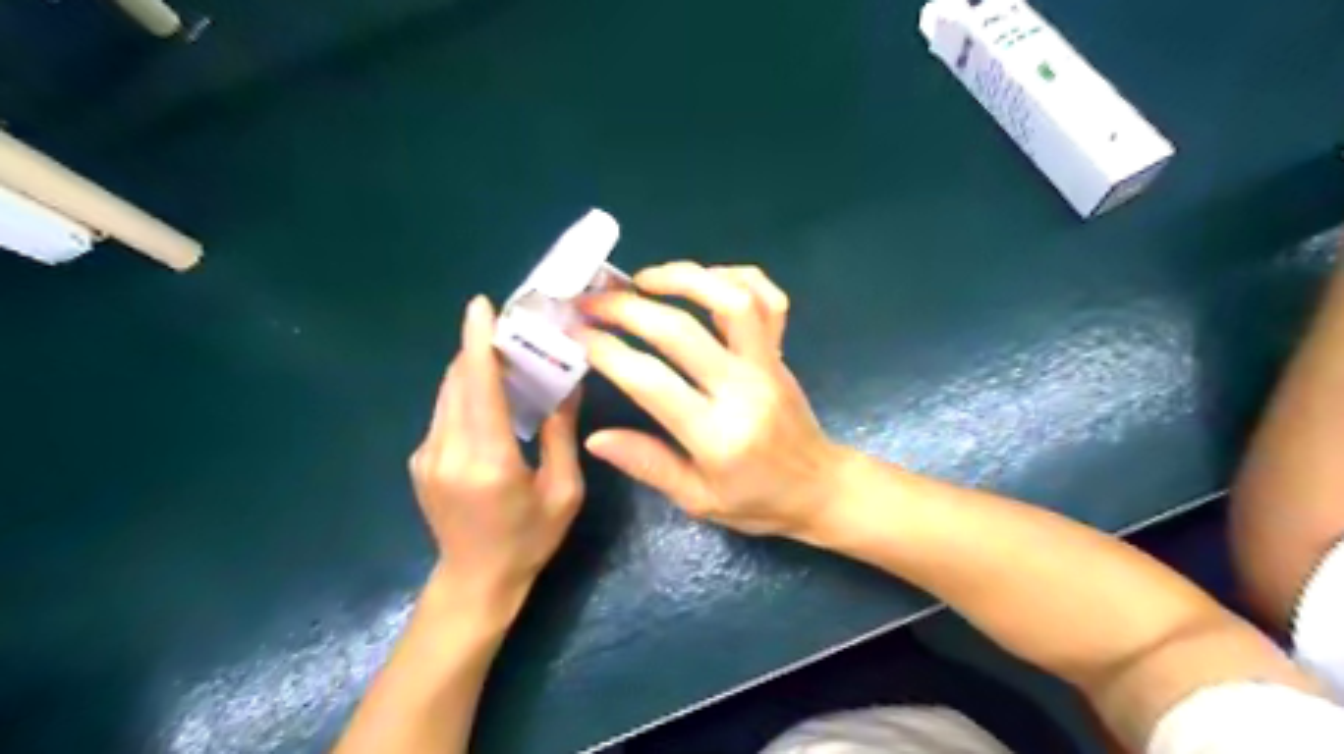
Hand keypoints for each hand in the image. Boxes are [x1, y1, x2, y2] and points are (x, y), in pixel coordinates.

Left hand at [406, 296, 578, 608]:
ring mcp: (427, 456)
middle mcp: (448, 451)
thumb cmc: (529, 539)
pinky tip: (490, 395)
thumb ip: (561, 434)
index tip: (481, 305)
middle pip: (458, 380)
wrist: (476, 581)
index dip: (477, 341)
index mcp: (487, 460)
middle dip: (480, 347)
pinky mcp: (420, 460)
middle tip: (512, 328)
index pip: (478, 386)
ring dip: (472, 367)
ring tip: (505, 355)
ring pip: (447, 393)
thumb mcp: (563, 491)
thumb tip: (566, 385)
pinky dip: (466, 391)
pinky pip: (443, 412)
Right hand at [577, 263, 848, 539]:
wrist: (821, 489)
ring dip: (683, 277)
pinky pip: (769, 298)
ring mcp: (767, 364)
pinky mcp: (782, 352)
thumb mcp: (698, 501)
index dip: (607, 351)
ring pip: (732, 298)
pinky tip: (703, 280)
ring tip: (644, 280)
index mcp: (717, 436)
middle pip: (681, 331)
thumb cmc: (757, 501)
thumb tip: (595, 437)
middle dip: (628, 308)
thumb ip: (648, 464)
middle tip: (594, 301)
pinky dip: (735, 276)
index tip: (577, 334)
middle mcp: (743, 389)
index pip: (650, 381)